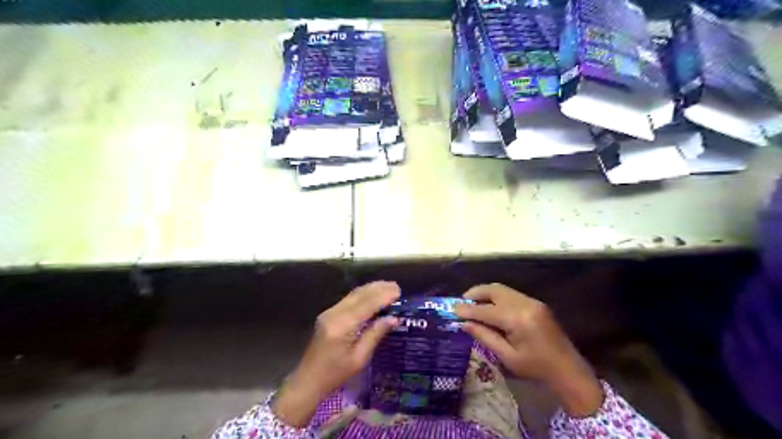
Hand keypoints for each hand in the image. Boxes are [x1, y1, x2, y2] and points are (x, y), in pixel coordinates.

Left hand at [272, 281, 398, 427]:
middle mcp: (335, 314)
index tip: (398, 291)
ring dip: (371, 289)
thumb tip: (393, 318)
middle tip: (396, 286)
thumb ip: (375, 335)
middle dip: (378, 288)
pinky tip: (372, 295)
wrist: (308, 381)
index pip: (367, 304)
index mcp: (343, 326)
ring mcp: (329, 312)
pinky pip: (348, 299)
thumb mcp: (359, 358)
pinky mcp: (328, 314)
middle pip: (359, 295)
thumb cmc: (335, 375)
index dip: (383, 296)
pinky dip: (363, 294)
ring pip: (353, 294)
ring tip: (388, 287)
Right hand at [453, 283, 603, 415]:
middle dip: (475, 293)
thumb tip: (464, 324)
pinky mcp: (536, 303)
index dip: (467, 310)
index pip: (485, 310)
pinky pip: (511, 294)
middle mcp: (524, 304)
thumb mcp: (507, 356)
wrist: (569, 370)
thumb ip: (485, 336)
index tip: (452, 309)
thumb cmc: (536, 368)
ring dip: (485, 293)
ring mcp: (532, 301)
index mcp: (517, 319)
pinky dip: (496, 296)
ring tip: (472, 302)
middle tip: (461, 302)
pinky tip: (490, 306)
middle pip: (494, 290)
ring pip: (502, 289)